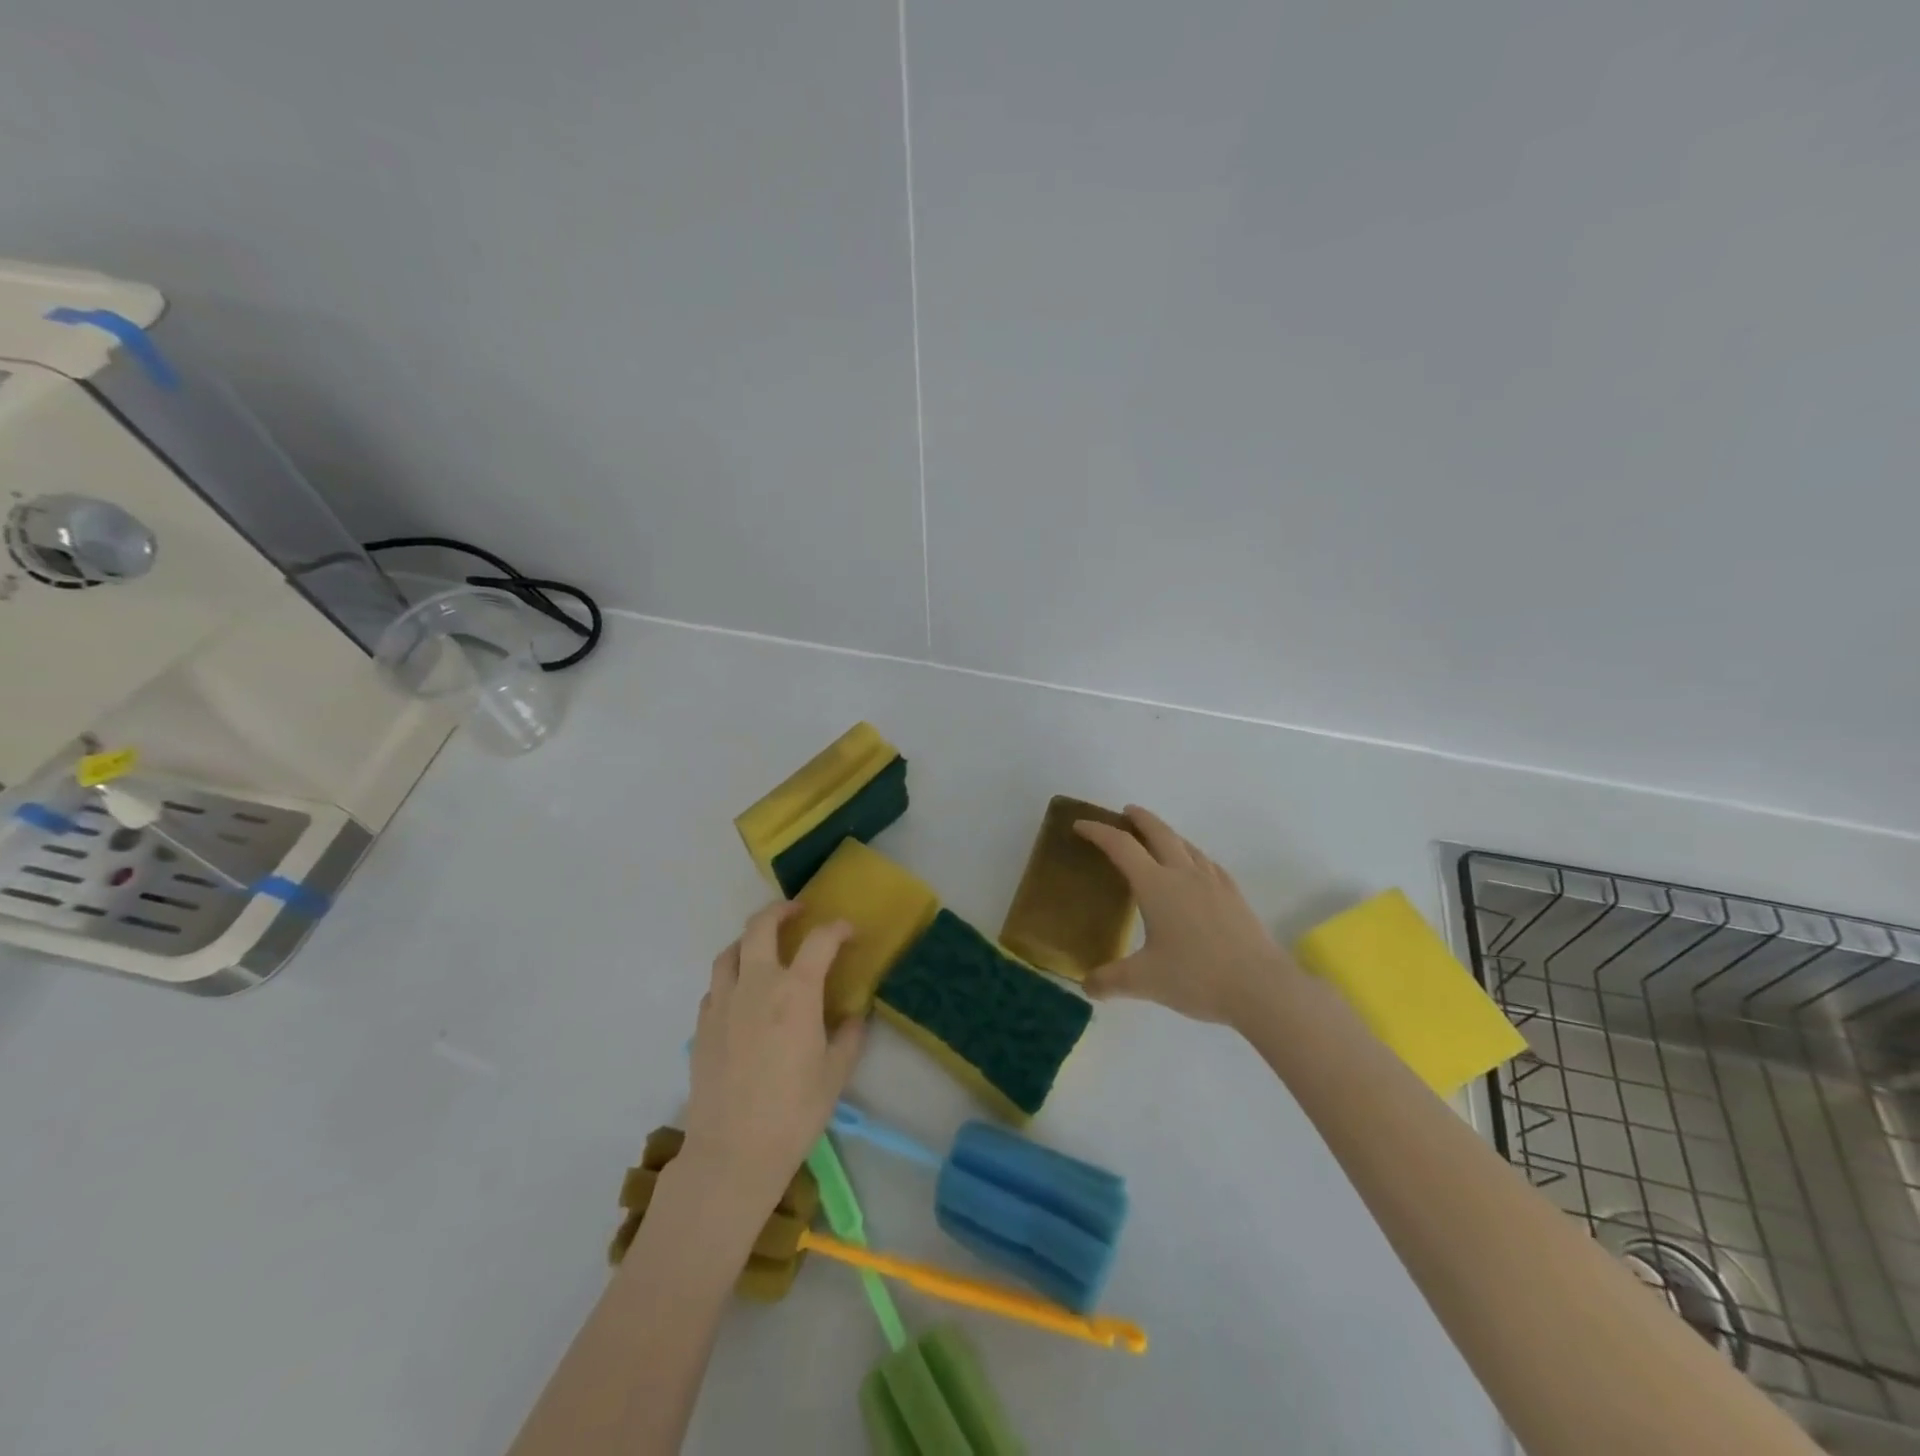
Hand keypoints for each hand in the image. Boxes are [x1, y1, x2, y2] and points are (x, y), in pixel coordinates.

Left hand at [683, 902, 867, 1205]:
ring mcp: (722, 1003)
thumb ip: (849, 1036)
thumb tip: (856, 1014)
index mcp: (795, 992)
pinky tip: (741, 994)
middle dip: (781, 910)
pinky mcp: (701, 1025)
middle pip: (761, 926)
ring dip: (749, 939)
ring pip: (730, 951)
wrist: (732, 1153)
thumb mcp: (835, 1075)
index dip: (838, 929)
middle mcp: (756, 985)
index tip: (849, 932)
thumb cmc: (793, 1113)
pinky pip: (715, 985)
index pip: (820, 941)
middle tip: (797, 912)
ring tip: (764, 946)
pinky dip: (731, 976)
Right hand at [1074, 805, 1300, 1029]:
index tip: (1081, 825)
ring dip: (1168, 835)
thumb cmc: (1196, 977)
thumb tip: (1086, 986)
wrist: (1261, 987)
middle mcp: (1184, 875)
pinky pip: (1208, 864)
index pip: (1121, 847)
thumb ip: (1110, 980)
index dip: (1098, 832)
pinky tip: (1196, 871)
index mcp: (1156, 886)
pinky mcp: (1235, 897)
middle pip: (1159, 833)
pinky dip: (1192, 857)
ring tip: (1158, 840)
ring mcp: (1214, 883)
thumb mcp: (1144, 981)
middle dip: (1140, 819)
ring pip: (1187, 845)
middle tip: (1126, 813)